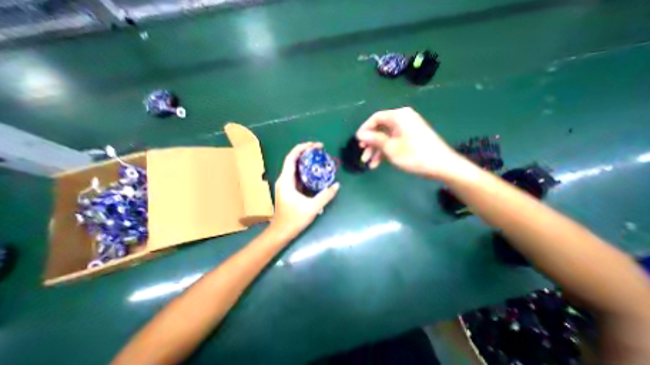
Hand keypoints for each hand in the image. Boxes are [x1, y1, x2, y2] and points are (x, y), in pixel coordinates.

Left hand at [269, 141, 340, 239]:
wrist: (281, 231)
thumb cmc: (294, 219)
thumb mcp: (312, 207)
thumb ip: (325, 196)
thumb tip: (337, 185)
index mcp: (286, 180)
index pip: (292, 158)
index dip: (302, 148)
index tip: (315, 145)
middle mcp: (284, 179)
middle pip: (293, 160)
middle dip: (306, 152)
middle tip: (320, 150)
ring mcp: (286, 184)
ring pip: (295, 167)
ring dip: (306, 160)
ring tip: (319, 157)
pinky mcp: (289, 189)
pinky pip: (297, 175)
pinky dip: (305, 170)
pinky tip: (315, 171)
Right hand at [356, 106, 461, 178]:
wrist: (441, 165)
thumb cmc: (414, 155)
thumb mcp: (390, 148)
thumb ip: (374, 139)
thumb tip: (360, 135)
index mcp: (398, 117)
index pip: (376, 118)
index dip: (364, 129)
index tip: (357, 141)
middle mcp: (402, 119)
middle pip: (380, 129)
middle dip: (370, 143)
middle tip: (362, 153)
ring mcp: (407, 129)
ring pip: (386, 137)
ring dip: (376, 150)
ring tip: (368, 163)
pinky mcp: (410, 138)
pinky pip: (393, 142)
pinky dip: (385, 152)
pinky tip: (377, 164)